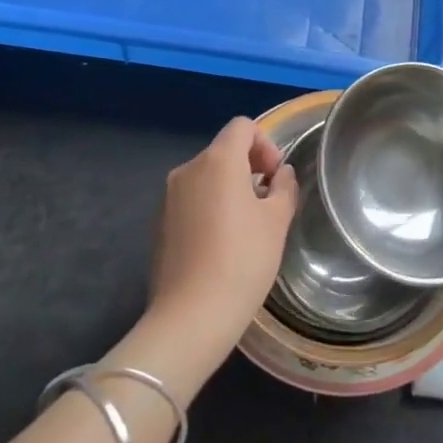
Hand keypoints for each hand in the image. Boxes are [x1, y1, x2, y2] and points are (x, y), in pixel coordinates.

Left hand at [149, 118, 296, 350]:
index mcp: (218, 160)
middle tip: (268, 203)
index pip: (242, 126)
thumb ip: (283, 188)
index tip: (275, 177)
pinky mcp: (159, 223)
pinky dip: (209, 208)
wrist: (191, 316)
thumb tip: (280, 174)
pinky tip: (221, 245)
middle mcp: (188, 169)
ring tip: (247, 227)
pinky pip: (191, 200)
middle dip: (249, 167)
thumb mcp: (277, 222)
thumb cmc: (243, 261)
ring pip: (206, 176)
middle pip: (223, 150)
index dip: (265, 143)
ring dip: (229, 189)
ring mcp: (168, 197)